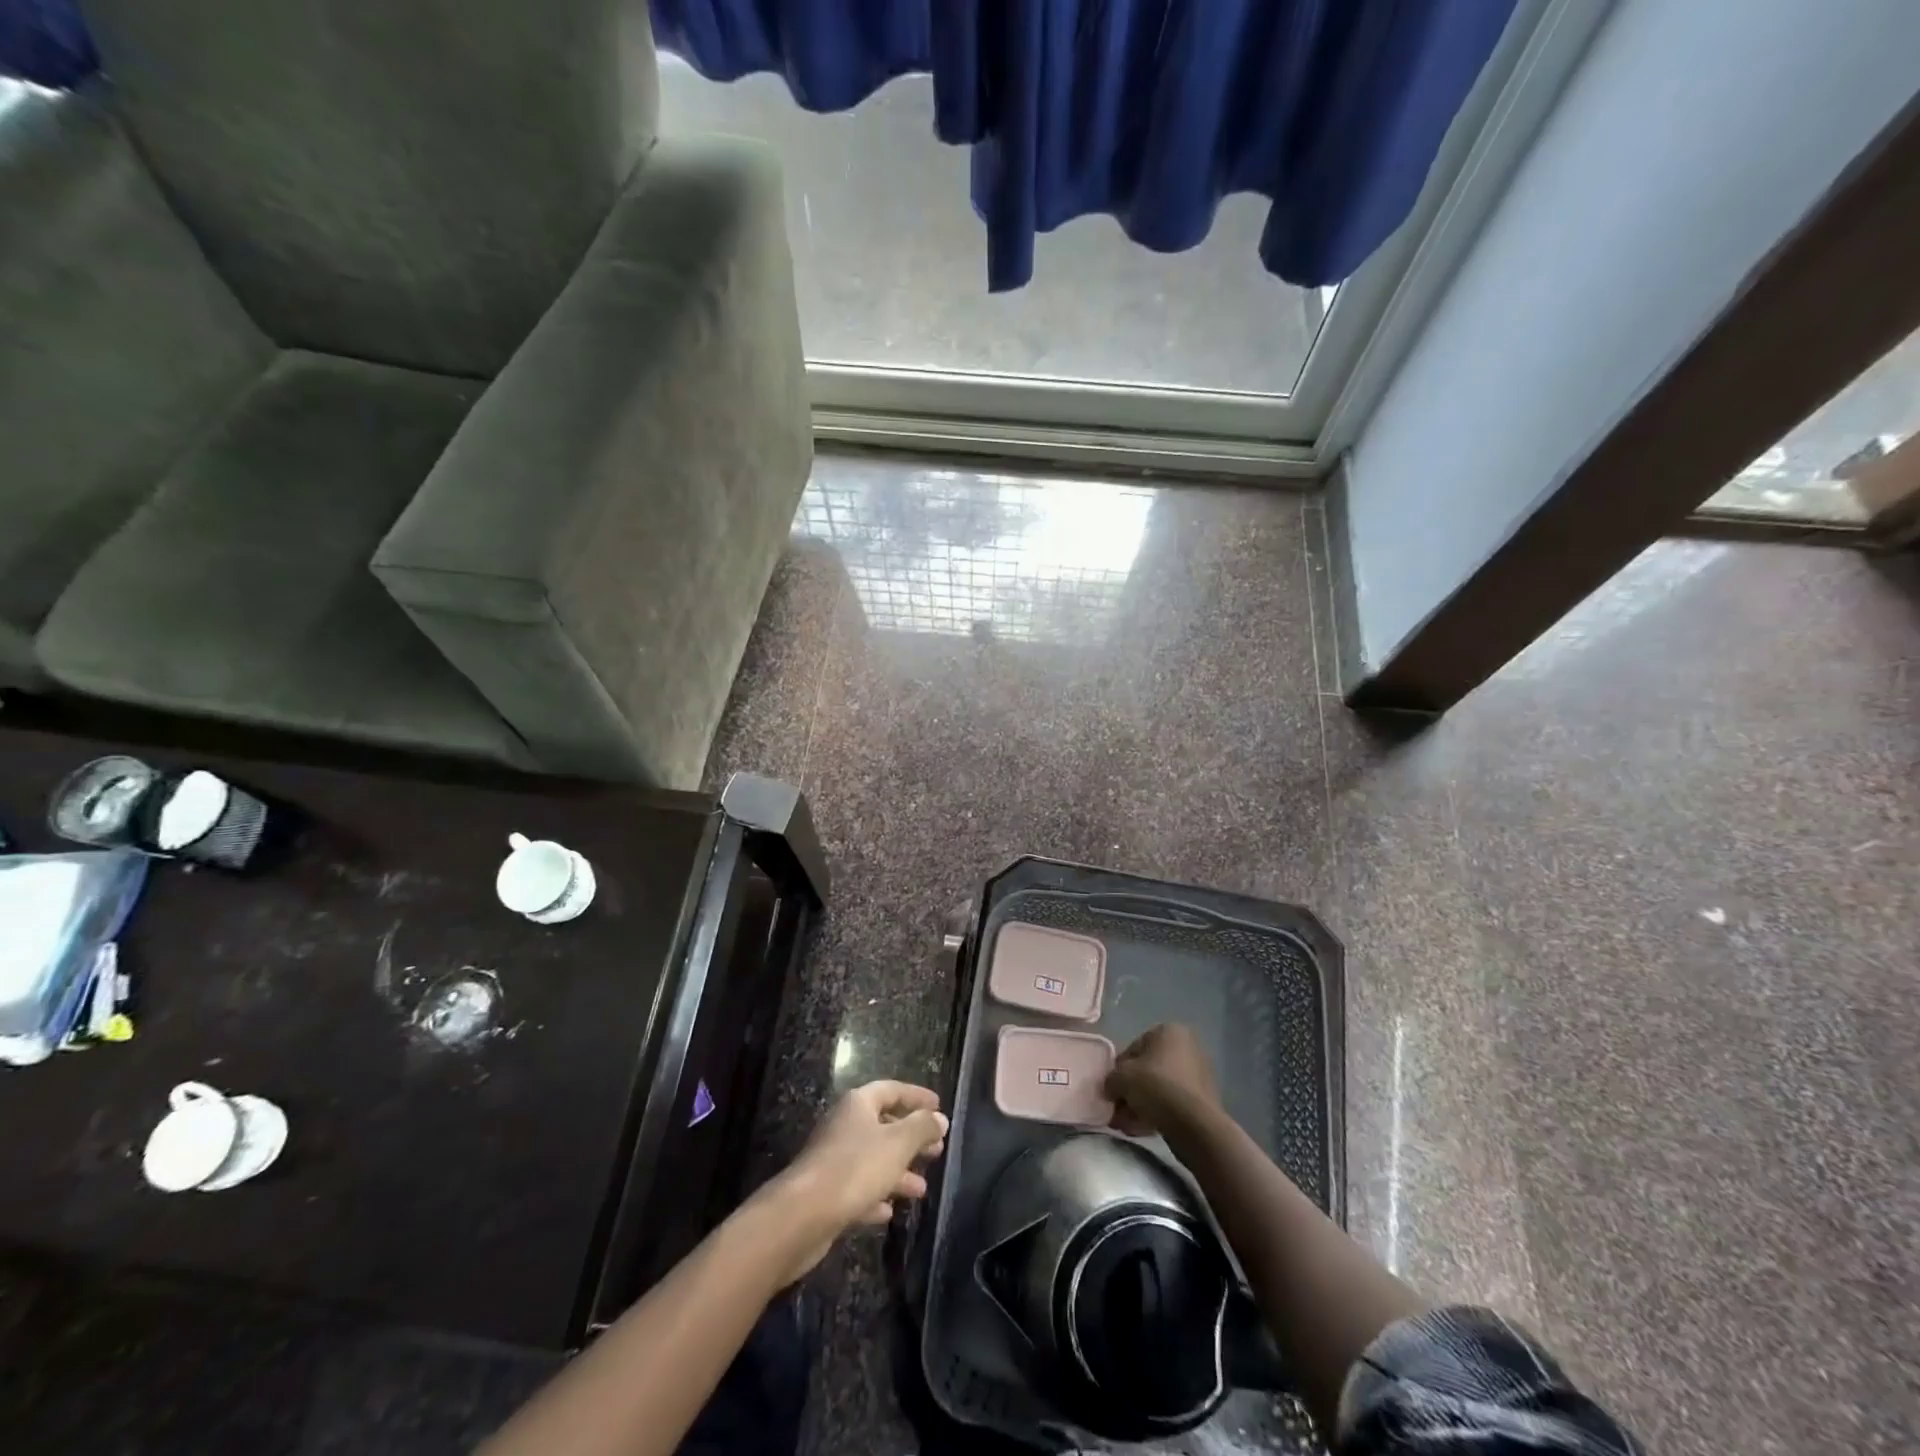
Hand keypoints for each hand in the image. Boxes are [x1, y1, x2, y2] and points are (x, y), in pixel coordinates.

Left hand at [759, 1080, 947, 1282]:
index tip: (938, 1105)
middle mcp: (844, 1125)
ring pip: (873, 1159)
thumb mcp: (897, 1143)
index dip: (916, 1096)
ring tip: (922, 1188)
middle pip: (883, 1125)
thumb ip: (921, 1128)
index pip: (892, 1089)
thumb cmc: (854, 1168)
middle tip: (937, 1150)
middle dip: (911, 1138)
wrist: (802, 1215)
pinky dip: (875, 1196)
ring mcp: (833, 1159)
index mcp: (858, 1104)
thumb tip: (940, 1118)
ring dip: (898, 1172)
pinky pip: (857, 1188)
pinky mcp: (826, 1192)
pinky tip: (889, 1211)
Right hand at [1106, 1023, 1220, 1137]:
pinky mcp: (1204, 1099)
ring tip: (1126, 1125)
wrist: (1194, 1123)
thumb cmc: (1155, 1086)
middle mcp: (1187, 1047)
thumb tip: (1110, 1088)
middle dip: (1130, 1092)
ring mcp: (1199, 1073)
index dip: (1118, 1071)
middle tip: (1117, 1111)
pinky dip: (1157, 1112)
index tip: (1111, 1090)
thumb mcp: (1121, 1078)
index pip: (1133, 1049)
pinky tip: (1142, 1129)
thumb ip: (1111, 1079)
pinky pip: (1173, 1102)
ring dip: (1140, 1105)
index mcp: (1169, 1031)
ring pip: (1160, 1088)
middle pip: (1148, 1070)